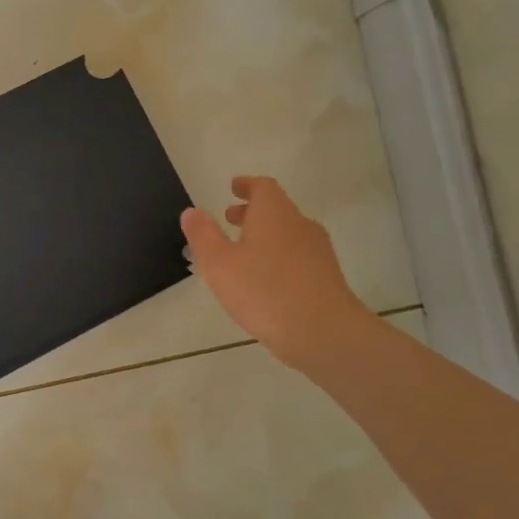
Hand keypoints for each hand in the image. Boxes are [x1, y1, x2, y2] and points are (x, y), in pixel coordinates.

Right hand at [182, 176, 375, 374]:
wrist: (324, 333)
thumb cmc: (264, 291)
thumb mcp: (219, 264)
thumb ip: (203, 235)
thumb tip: (192, 211)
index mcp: (274, 214)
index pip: (263, 187)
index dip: (247, 185)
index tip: (233, 187)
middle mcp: (300, 224)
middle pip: (277, 209)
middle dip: (252, 212)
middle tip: (230, 219)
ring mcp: (318, 251)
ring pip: (288, 233)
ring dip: (265, 235)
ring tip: (243, 252)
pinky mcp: (327, 276)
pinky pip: (298, 256)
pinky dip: (279, 256)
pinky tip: (266, 280)